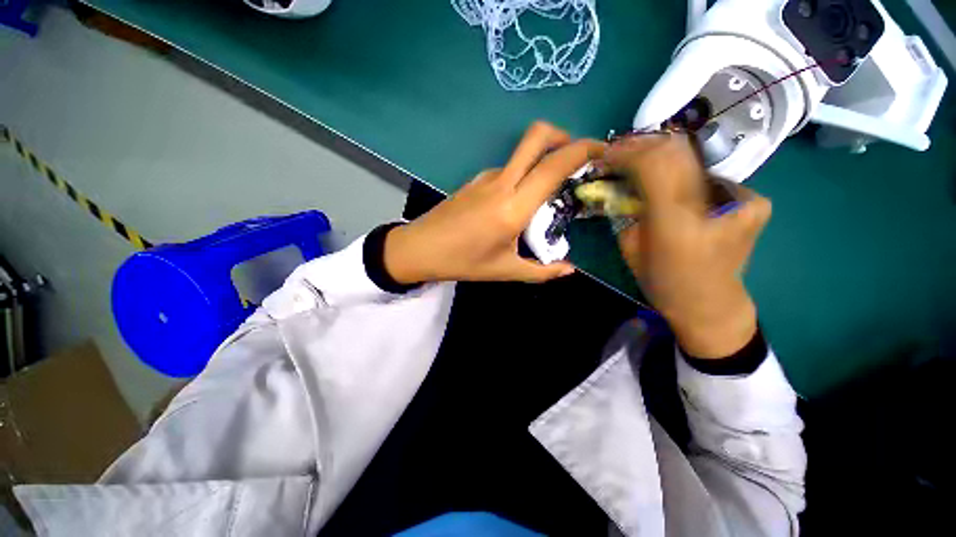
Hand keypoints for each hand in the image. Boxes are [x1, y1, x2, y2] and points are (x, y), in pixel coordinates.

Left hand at [385, 122, 604, 283]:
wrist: (420, 248)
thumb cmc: (463, 262)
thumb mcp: (505, 271)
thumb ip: (542, 271)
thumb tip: (570, 270)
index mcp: (513, 207)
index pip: (554, 165)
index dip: (583, 150)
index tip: (602, 152)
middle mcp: (501, 183)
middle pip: (537, 137)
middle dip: (564, 137)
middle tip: (578, 158)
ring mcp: (485, 178)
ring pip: (522, 156)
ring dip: (541, 163)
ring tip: (547, 194)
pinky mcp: (475, 180)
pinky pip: (507, 170)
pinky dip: (522, 177)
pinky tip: (518, 203)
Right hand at [605, 134, 770, 358]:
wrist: (711, 304)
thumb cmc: (663, 282)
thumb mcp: (629, 249)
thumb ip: (626, 213)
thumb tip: (621, 185)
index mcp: (676, 223)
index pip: (652, 164)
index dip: (628, 152)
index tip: (608, 154)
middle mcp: (712, 205)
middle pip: (677, 152)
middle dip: (644, 146)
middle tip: (623, 151)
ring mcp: (741, 200)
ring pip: (694, 159)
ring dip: (663, 157)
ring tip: (643, 163)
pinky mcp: (753, 202)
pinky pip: (710, 176)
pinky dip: (687, 174)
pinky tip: (676, 187)